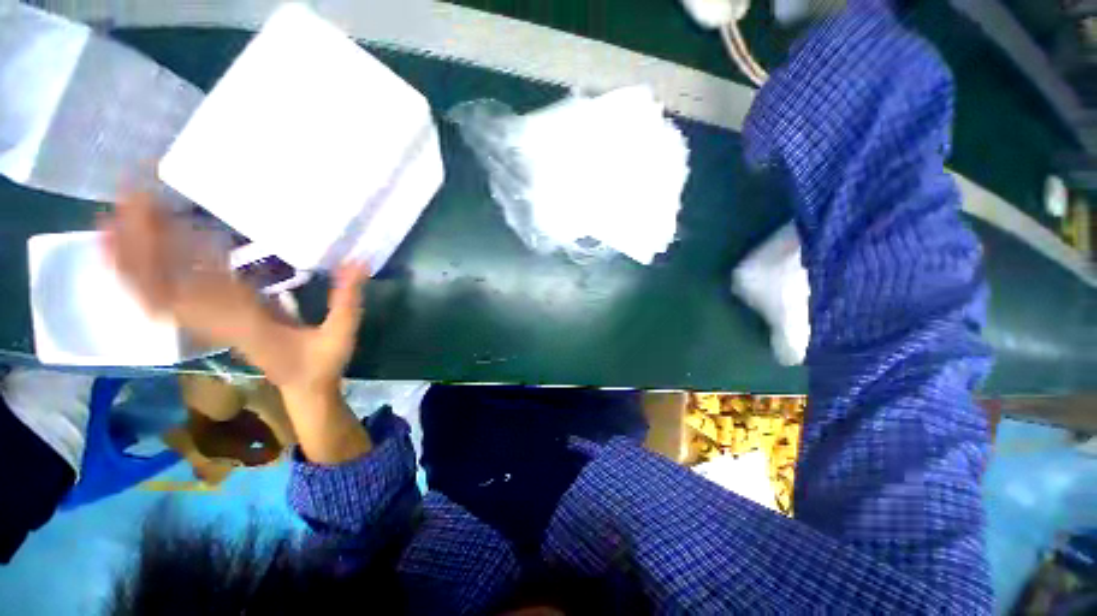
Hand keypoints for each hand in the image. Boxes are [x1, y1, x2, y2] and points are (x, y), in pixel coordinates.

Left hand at [101, 192, 368, 394]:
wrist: (305, 389)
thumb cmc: (323, 363)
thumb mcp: (342, 334)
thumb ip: (346, 301)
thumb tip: (357, 262)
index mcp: (246, 322)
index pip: (196, 285)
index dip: (170, 252)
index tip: (154, 214)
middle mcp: (219, 319)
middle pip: (164, 286)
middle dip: (139, 246)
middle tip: (124, 200)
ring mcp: (214, 320)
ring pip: (160, 292)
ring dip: (133, 259)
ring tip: (112, 219)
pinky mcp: (219, 318)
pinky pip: (176, 296)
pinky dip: (154, 275)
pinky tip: (146, 250)